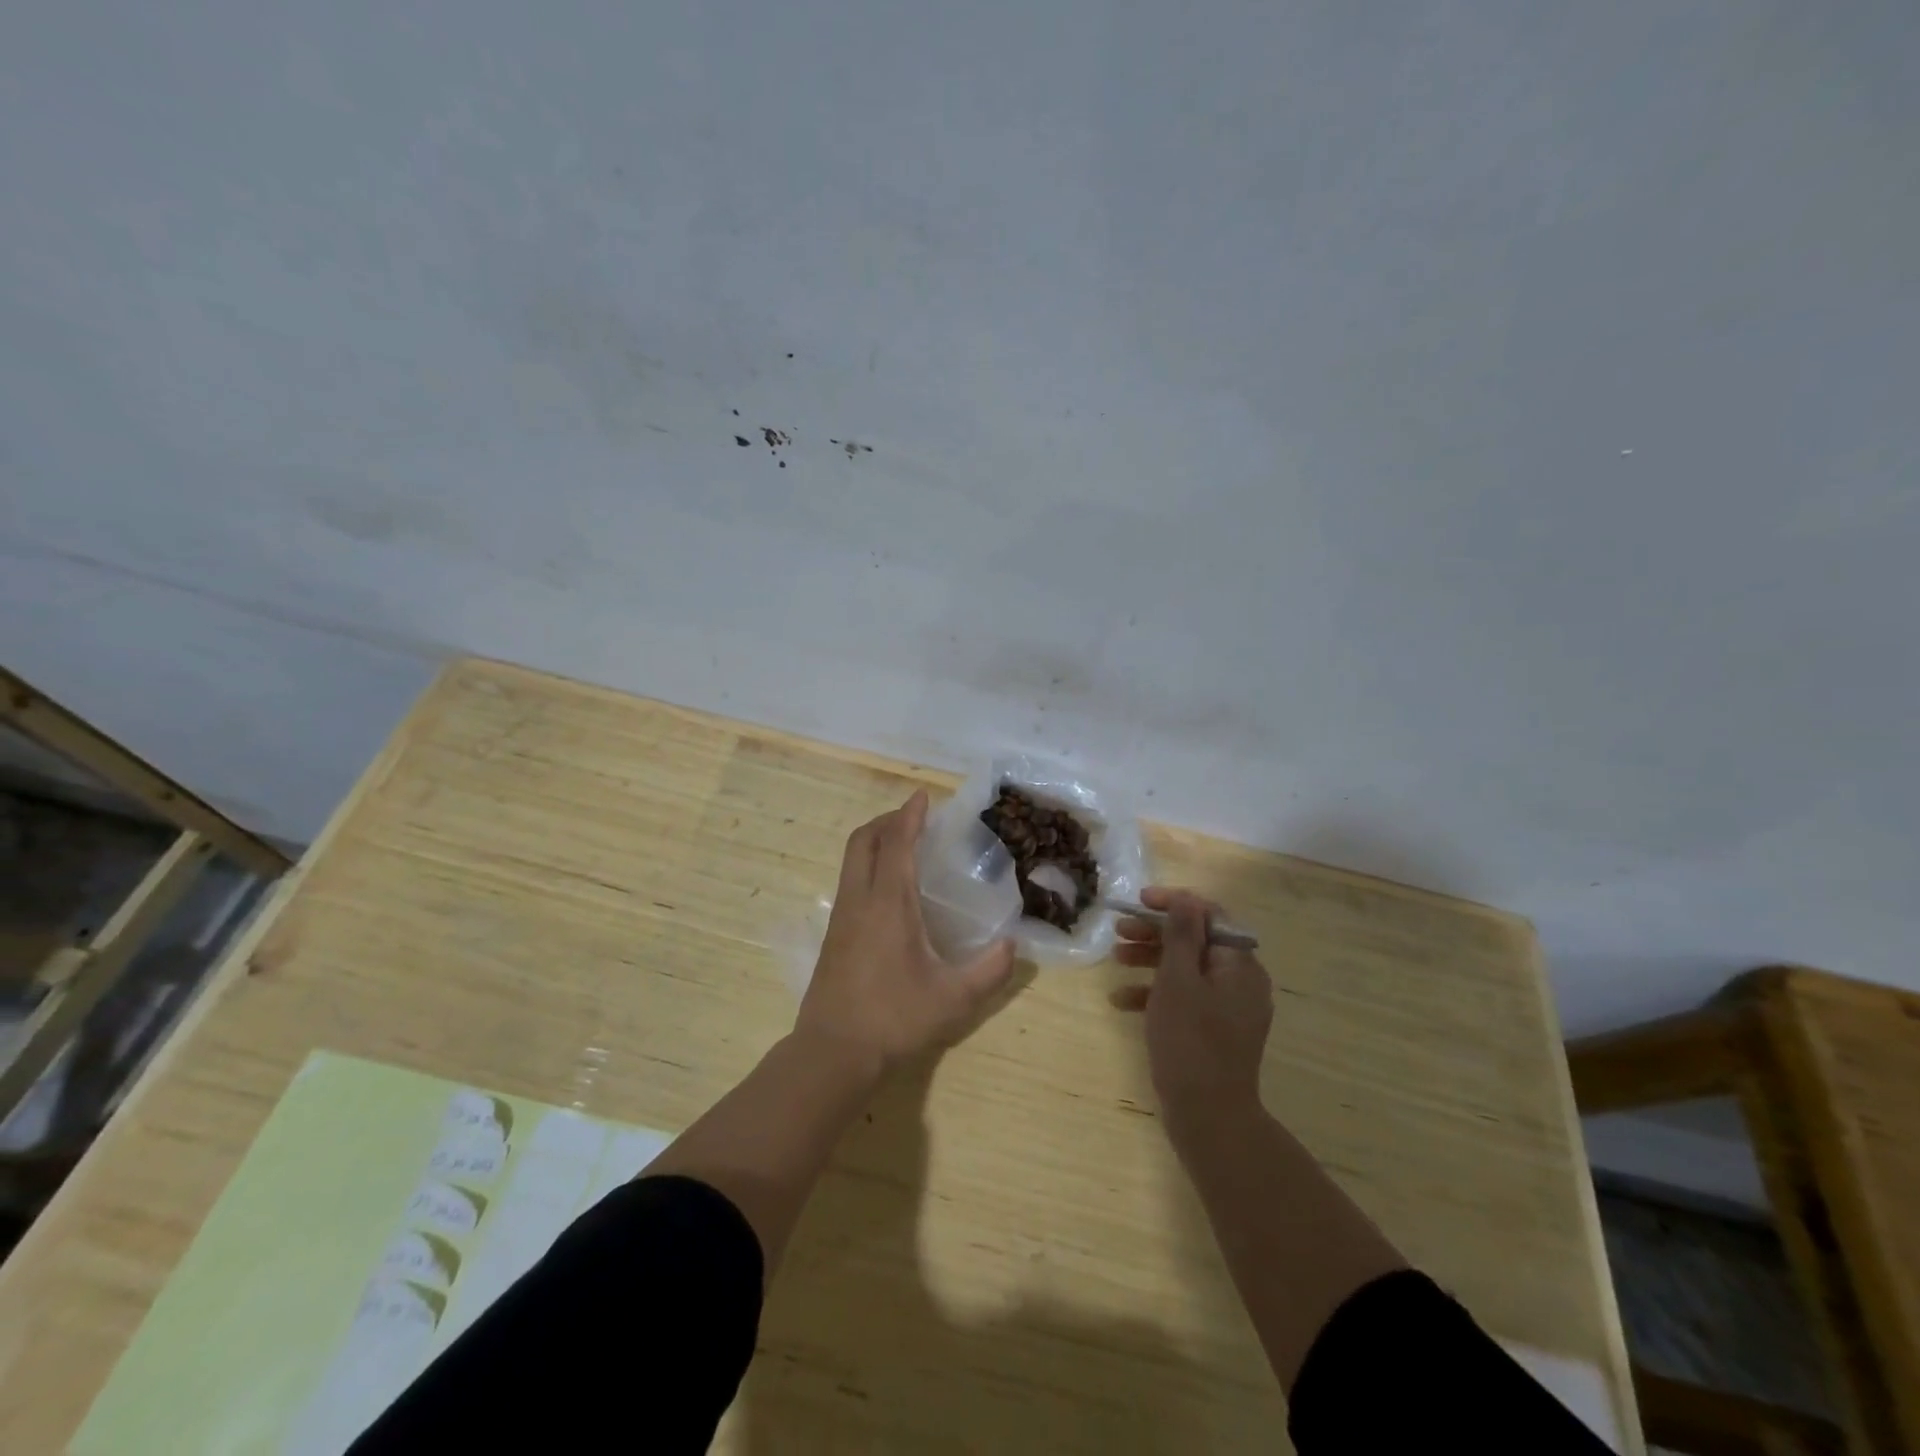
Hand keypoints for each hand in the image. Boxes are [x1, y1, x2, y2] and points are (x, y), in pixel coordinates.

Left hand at [796, 790, 1017, 1073]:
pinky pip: (850, 881)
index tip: (924, 796)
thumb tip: (1013, 945)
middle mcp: (860, 900)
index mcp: (888, 903)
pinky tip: (889, 891)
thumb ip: (989, 970)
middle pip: (864, 840)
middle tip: (915, 819)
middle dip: (887, 820)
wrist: (833, 1052)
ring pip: (852, 860)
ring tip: (904, 847)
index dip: (910, 815)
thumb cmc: (894, 1019)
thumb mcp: (953, 999)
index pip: (897, 843)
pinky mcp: (833, 935)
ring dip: (875, 842)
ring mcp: (841, 917)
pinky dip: (868, 866)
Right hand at [1113, 887, 1273, 1139]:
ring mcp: (1228, 1009)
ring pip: (1187, 969)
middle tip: (1119, 931)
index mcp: (1240, 965)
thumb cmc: (1190, 1041)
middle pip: (1196, 941)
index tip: (1139, 901)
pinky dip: (1156, 995)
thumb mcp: (1179, 980)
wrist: (1209, 1117)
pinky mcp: (1213, 1031)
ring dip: (1150, 960)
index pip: (1210, 915)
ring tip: (1116, 959)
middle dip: (1155, 933)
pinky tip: (1121, 1002)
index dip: (1174, 903)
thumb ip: (1181, 936)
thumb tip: (1186, 899)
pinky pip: (1185, 999)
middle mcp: (1240, 982)